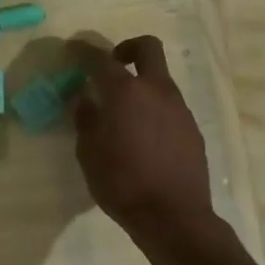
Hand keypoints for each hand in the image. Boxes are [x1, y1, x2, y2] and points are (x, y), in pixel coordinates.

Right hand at [74, 36, 212, 233]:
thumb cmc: (121, 182)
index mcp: (125, 92)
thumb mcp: (88, 152)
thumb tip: (86, 100)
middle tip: (112, 65)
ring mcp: (179, 108)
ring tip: (123, 112)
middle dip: (127, 48)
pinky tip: (142, 137)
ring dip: (141, 84)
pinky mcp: (192, 128)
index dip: (83, 51)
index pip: (100, 59)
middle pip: (147, 48)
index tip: (72, 49)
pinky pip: (169, 106)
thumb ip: (86, 120)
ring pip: (160, 79)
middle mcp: (156, 91)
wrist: (172, 216)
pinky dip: (153, 109)